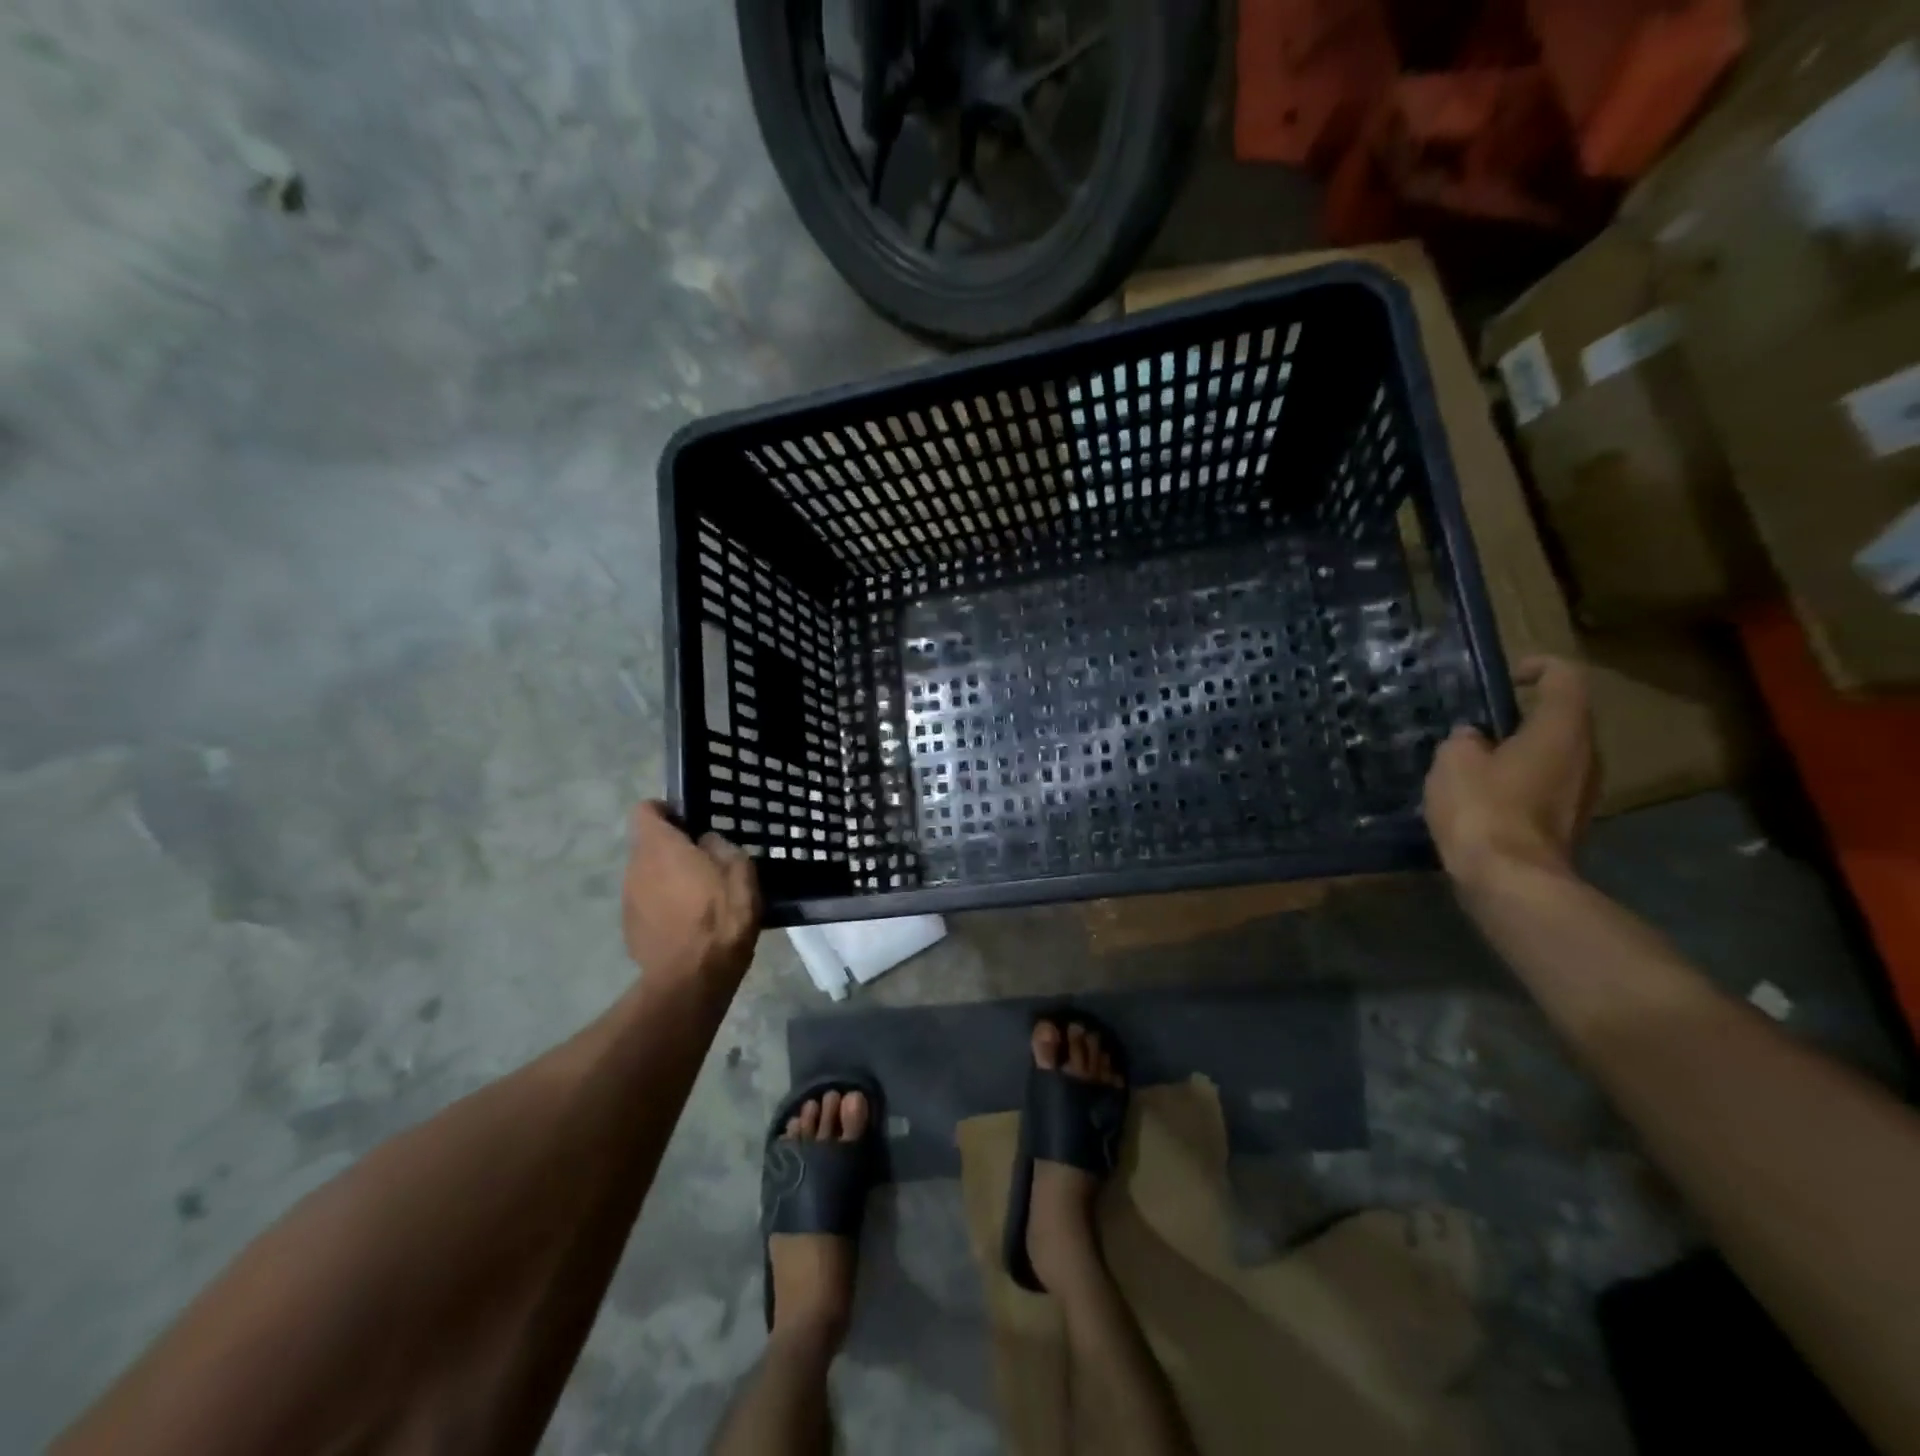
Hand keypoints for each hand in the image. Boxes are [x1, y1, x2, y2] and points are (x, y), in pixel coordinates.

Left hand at [621, 802, 760, 987]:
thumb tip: (705, 842)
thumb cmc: (722, 916)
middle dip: (672, 849)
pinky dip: (663, 905)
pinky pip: (647, 903)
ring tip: (698, 896)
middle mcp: (636, 867)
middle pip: (648, 845)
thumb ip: (720, 847)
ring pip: (647, 875)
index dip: (665, 811)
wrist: (693, 978)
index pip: (645, 810)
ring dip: (667, 878)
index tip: (688, 822)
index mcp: (660, 846)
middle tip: (704, 862)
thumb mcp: (740, 871)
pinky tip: (688, 923)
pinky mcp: (630, 927)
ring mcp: (628, 899)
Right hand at [1423, 656, 1598, 887]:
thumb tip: (1474, 739)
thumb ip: (1464, 741)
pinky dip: (1521, 783)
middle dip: (1524, 717)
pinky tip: (1484, 798)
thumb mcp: (1453, 761)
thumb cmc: (1483, 808)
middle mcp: (1586, 756)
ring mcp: (1583, 793)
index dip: (1539, 667)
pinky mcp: (1569, 823)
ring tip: (1476, 763)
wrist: (1511, 880)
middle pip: (1564, 720)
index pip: (1565, 678)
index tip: (1507, 677)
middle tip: (1480, 726)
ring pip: (1556, 756)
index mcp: (1561, 730)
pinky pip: (1547, 787)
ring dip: (1521, 753)